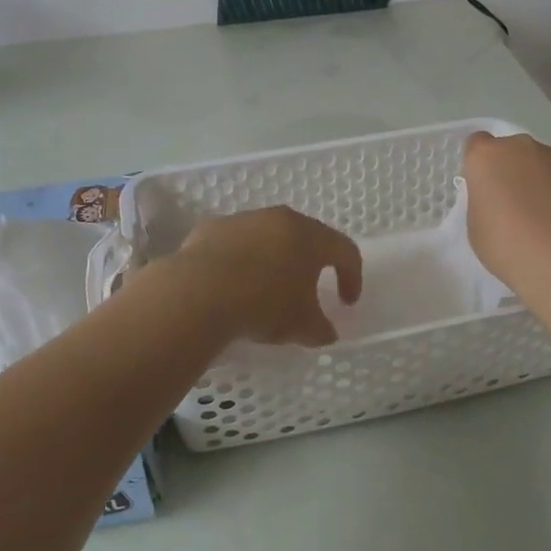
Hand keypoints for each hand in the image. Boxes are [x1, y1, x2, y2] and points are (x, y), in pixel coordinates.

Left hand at [173, 207, 362, 346]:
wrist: (198, 291)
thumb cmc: (264, 305)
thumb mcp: (302, 326)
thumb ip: (321, 328)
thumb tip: (326, 331)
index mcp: (310, 237)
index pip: (345, 250)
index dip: (352, 277)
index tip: (346, 303)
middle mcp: (279, 219)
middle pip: (305, 237)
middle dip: (310, 264)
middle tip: (308, 291)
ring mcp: (243, 220)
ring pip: (267, 237)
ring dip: (272, 260)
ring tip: (264, 290)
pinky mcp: (211, 228)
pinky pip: (234, 244)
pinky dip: (239, 261)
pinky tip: (230, 286)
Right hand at [461, 131, 550, 287]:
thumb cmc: (505, 244)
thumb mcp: (476, 225)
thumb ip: (486, 201)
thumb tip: (501, 199)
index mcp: (487, 156)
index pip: (477, 144)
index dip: (482, 165)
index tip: (486, 187)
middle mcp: (522, 146)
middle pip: (515, 152)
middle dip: (515, 171)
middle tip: (517, 207)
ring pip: (548, 164)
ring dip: (545, 182)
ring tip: (550, 220)